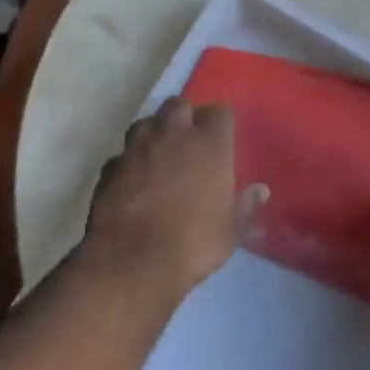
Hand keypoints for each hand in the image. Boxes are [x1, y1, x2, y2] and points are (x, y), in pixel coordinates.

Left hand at [79, 99, 249, 308]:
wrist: (130, 264)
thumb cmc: (193, 243)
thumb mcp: (231, 231)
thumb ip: (246, 205)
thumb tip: (260, 190)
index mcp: (210, 143)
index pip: (220, 112)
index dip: (221, 123)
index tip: (223, 139)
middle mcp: (173, 135)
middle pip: (179, 105)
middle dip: (184, 117)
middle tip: (189, 141)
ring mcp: (136, 149)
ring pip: (146, 123)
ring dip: (154, 133)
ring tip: (159, 154)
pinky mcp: (109, 169)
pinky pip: (121, 155)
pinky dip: (129, 162)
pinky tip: (133, 181)